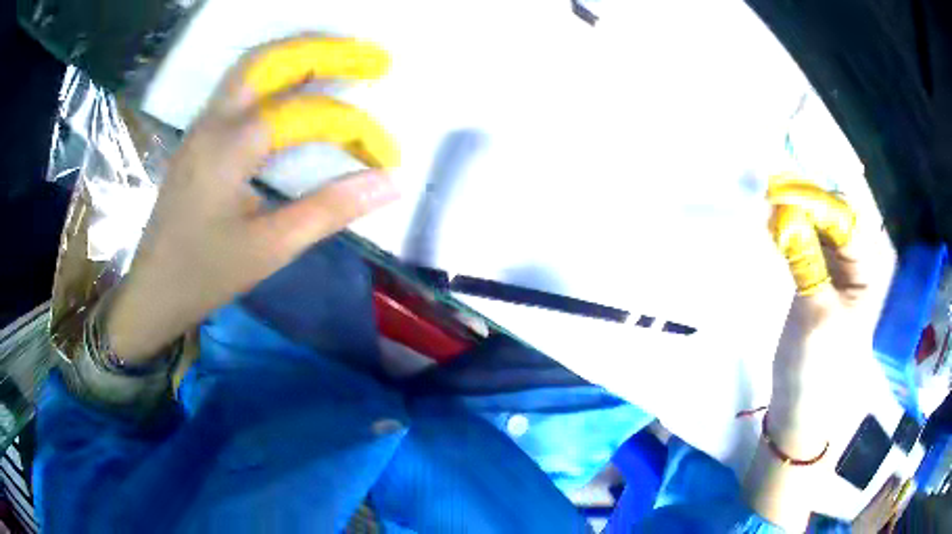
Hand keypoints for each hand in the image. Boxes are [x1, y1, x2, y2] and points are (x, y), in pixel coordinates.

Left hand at [107, 36, 398, 361]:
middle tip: (375, 58)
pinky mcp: (200, 136)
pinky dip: (277, 73)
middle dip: (329, 50)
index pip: (308, 115)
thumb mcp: (270, 248)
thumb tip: (390, 182)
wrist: (153, 291)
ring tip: (343, 57)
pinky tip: (297, 85)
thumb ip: (330, 209)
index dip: (357, 129)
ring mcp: (203, 124)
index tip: (389, 157)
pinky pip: (241, 86)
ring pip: (253, 65)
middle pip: (273, 58)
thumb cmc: (204, 275)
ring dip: (301, 53)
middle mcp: (215, 120)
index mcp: (231, 146)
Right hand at [766, 179, 892, 456]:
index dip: (819, 198)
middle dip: (808, 199)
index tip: (785, 185)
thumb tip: (785, 209)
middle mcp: (859, 264)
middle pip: (836, 217)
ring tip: (770, 201)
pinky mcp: (821, 280)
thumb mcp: (815, 313)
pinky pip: (810, 245)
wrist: (801, 409)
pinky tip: (773, 226)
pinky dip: (792, 232)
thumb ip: (805, 259)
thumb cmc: (817, 369)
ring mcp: (840, 272)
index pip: (848, 219)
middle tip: (774, 186)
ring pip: (821, 228)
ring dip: (798, 213)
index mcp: (870, 272)